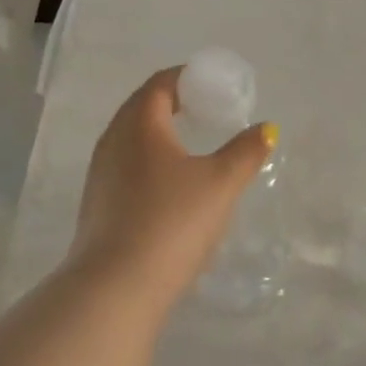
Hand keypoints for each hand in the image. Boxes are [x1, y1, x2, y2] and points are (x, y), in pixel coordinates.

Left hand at [66, 67, 276, 300]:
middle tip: (207, 111)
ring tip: (192, 146)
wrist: (115, 288)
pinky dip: (150, 162)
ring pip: (132, 140)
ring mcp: (100, 175)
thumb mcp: (221, 183)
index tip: (213, 84)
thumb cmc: (171, 221)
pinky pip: (126, 167)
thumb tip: (267, 129)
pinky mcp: (98, 206)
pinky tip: (171, 186)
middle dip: (174, 103)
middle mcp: (113, 142)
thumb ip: (246, 152)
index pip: (160, 84)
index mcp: (139, 124)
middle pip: (142, 108)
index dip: (187, 78)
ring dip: (160, 134)